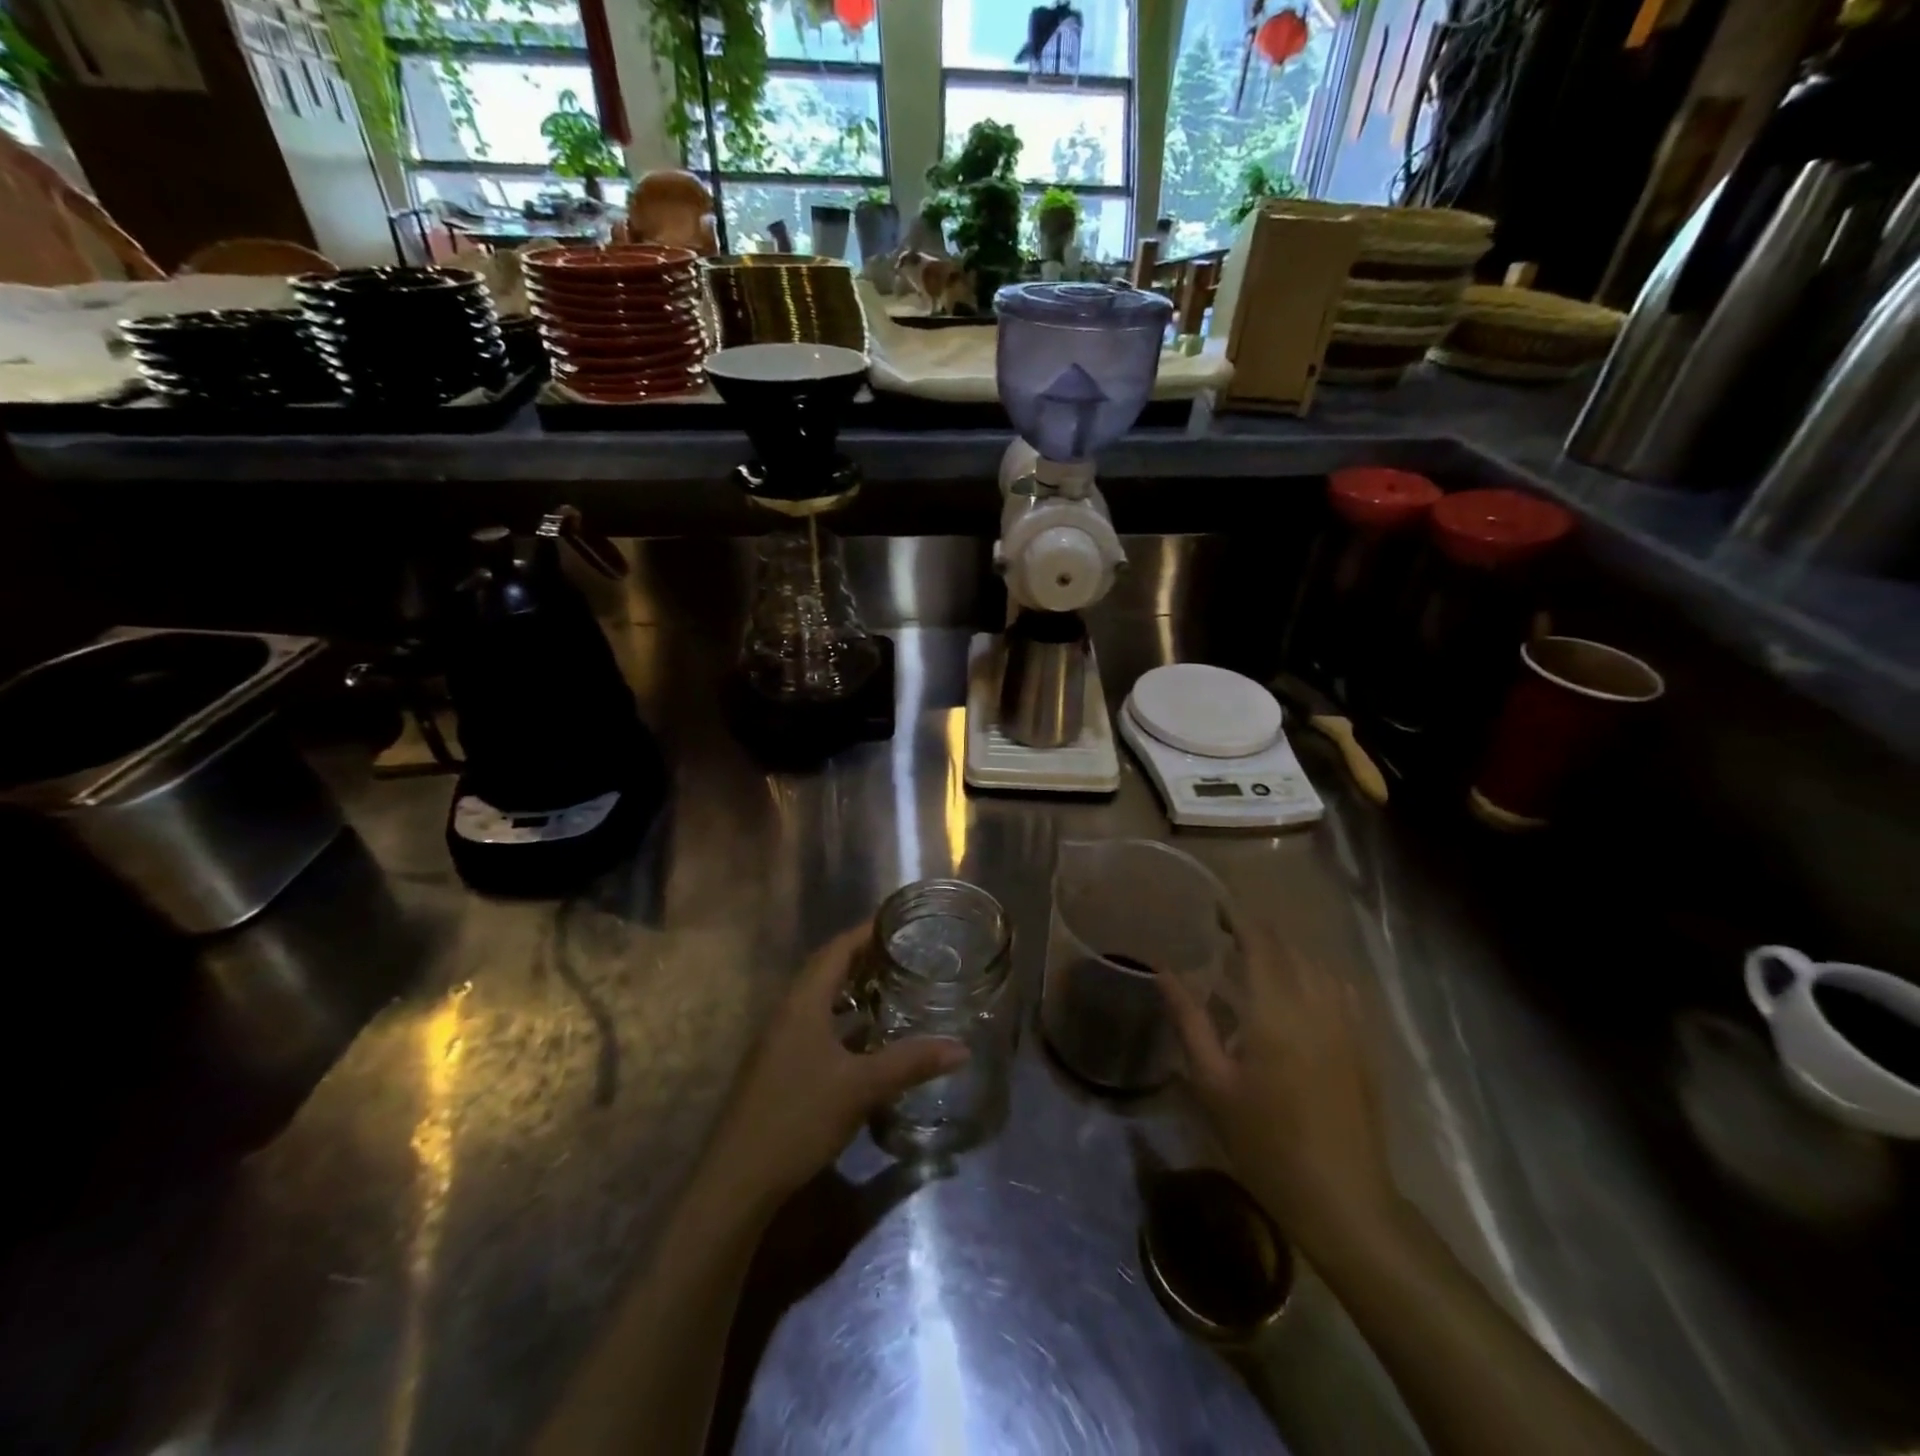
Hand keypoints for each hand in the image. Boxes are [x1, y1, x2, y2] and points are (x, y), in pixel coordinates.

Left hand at [706, 923, 968, 1207]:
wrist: (738, 1180)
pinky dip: (842, 1021)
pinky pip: (815, 1026)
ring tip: (890, 987)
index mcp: (802, 1003)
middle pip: (825, 970)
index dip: (865, 932)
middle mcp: (787, 1013)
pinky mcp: (779, 1068)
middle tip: (902, 952)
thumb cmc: (798, 1118)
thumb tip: (961, 1047)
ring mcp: (779, 1042)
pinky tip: (866, 1040)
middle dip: (862, 957)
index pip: (836, 950)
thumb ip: (910, 1063)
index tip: (898, 921)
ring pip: (819, 1000)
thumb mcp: (861, 1088)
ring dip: (852, 990)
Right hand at [1160, 928, 1397, 1250]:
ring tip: (1258, 961)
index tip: (1214, 909)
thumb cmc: (1265, 1143)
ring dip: (1287, 953)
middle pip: (1290, 949)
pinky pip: (1340, 989)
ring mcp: (1347, 1024)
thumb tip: (1162, 970)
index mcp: (1276, 1011)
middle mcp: (1316, 1005)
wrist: (1342, 1200)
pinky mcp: (1363, 1045)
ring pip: (1317, 966)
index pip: (1260, 943)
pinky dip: (1316, 975)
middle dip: (1259, 934)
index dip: (1238, 919)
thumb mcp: (1213, 1083)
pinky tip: (1300, 990)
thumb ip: (1189, 1020)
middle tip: (1225, 936)